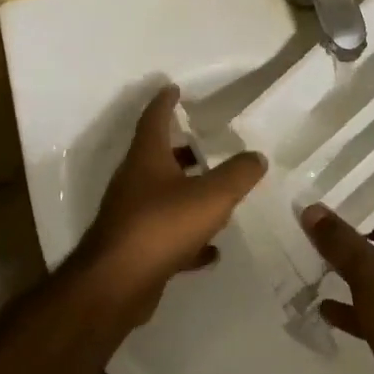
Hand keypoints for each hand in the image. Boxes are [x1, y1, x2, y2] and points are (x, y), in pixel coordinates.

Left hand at [72, 85, 266, 328]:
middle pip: (158, 156)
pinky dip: (189, 237)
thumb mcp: (211, 196)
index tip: (174, 88)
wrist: (117, 285)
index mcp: (147, 158)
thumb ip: (238, 173)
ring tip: (216, 193)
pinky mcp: (136, 248)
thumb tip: (257, 156)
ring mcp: (132, 216)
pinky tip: (211, 250)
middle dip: (182, 148)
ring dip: (186, 191)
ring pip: (162, 195)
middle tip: (207, 142)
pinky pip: (167, 235)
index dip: (165, 101)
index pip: (154, 118)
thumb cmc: (162, 226)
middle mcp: (135, 181)